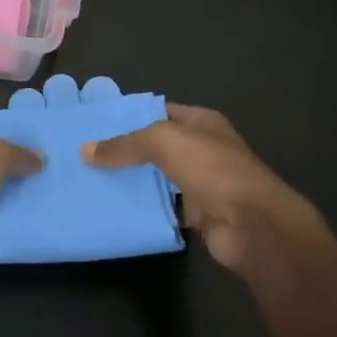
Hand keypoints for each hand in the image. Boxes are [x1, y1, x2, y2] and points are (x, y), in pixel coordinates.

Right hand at [82, 106, 330, 275]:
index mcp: (201, 122)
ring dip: (132, 182)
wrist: (251, 224)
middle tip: (86, 156)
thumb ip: (124, 145)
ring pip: (158, 179)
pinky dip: (143, 209)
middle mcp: (202, 149)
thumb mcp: (162, 142)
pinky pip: (163, 207)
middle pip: (156, 147)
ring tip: (91, 181)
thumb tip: (85, 151)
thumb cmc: (211, 169)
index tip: (95, 125)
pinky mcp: (198, 214)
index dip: (129, 116)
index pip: (159, 112)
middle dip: (125, 151)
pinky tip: (114, 209)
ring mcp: (202, 183)